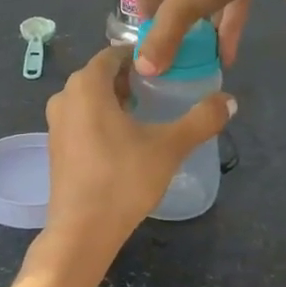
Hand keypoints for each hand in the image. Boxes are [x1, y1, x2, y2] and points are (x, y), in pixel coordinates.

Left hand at [39, 47, 234, 273]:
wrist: (82, 232)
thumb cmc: (123, 179)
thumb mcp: (169, 147)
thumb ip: (201, 120)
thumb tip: (230, 100)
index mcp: (87, 85)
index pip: (113, 54)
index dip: (140, 56)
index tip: (166, 66)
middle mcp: (65, 96)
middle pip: (100, 75)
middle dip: (129, 78)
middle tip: (160, 89)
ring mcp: (56, 124)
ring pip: (89, 98)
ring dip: (115, 99)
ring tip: (146, 113)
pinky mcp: (56, 147)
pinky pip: (81, 118)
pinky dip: (101, 118)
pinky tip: (124, 140)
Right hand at [134, 0, 285, 74]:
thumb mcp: (183, 1)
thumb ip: (164, 34)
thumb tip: (144, 69)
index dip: (147, 4)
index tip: (150, 30)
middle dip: (182, 12)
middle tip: (181, 40)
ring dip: (210, 17)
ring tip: (208, 53)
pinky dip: (233, 13)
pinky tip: (231, 49)